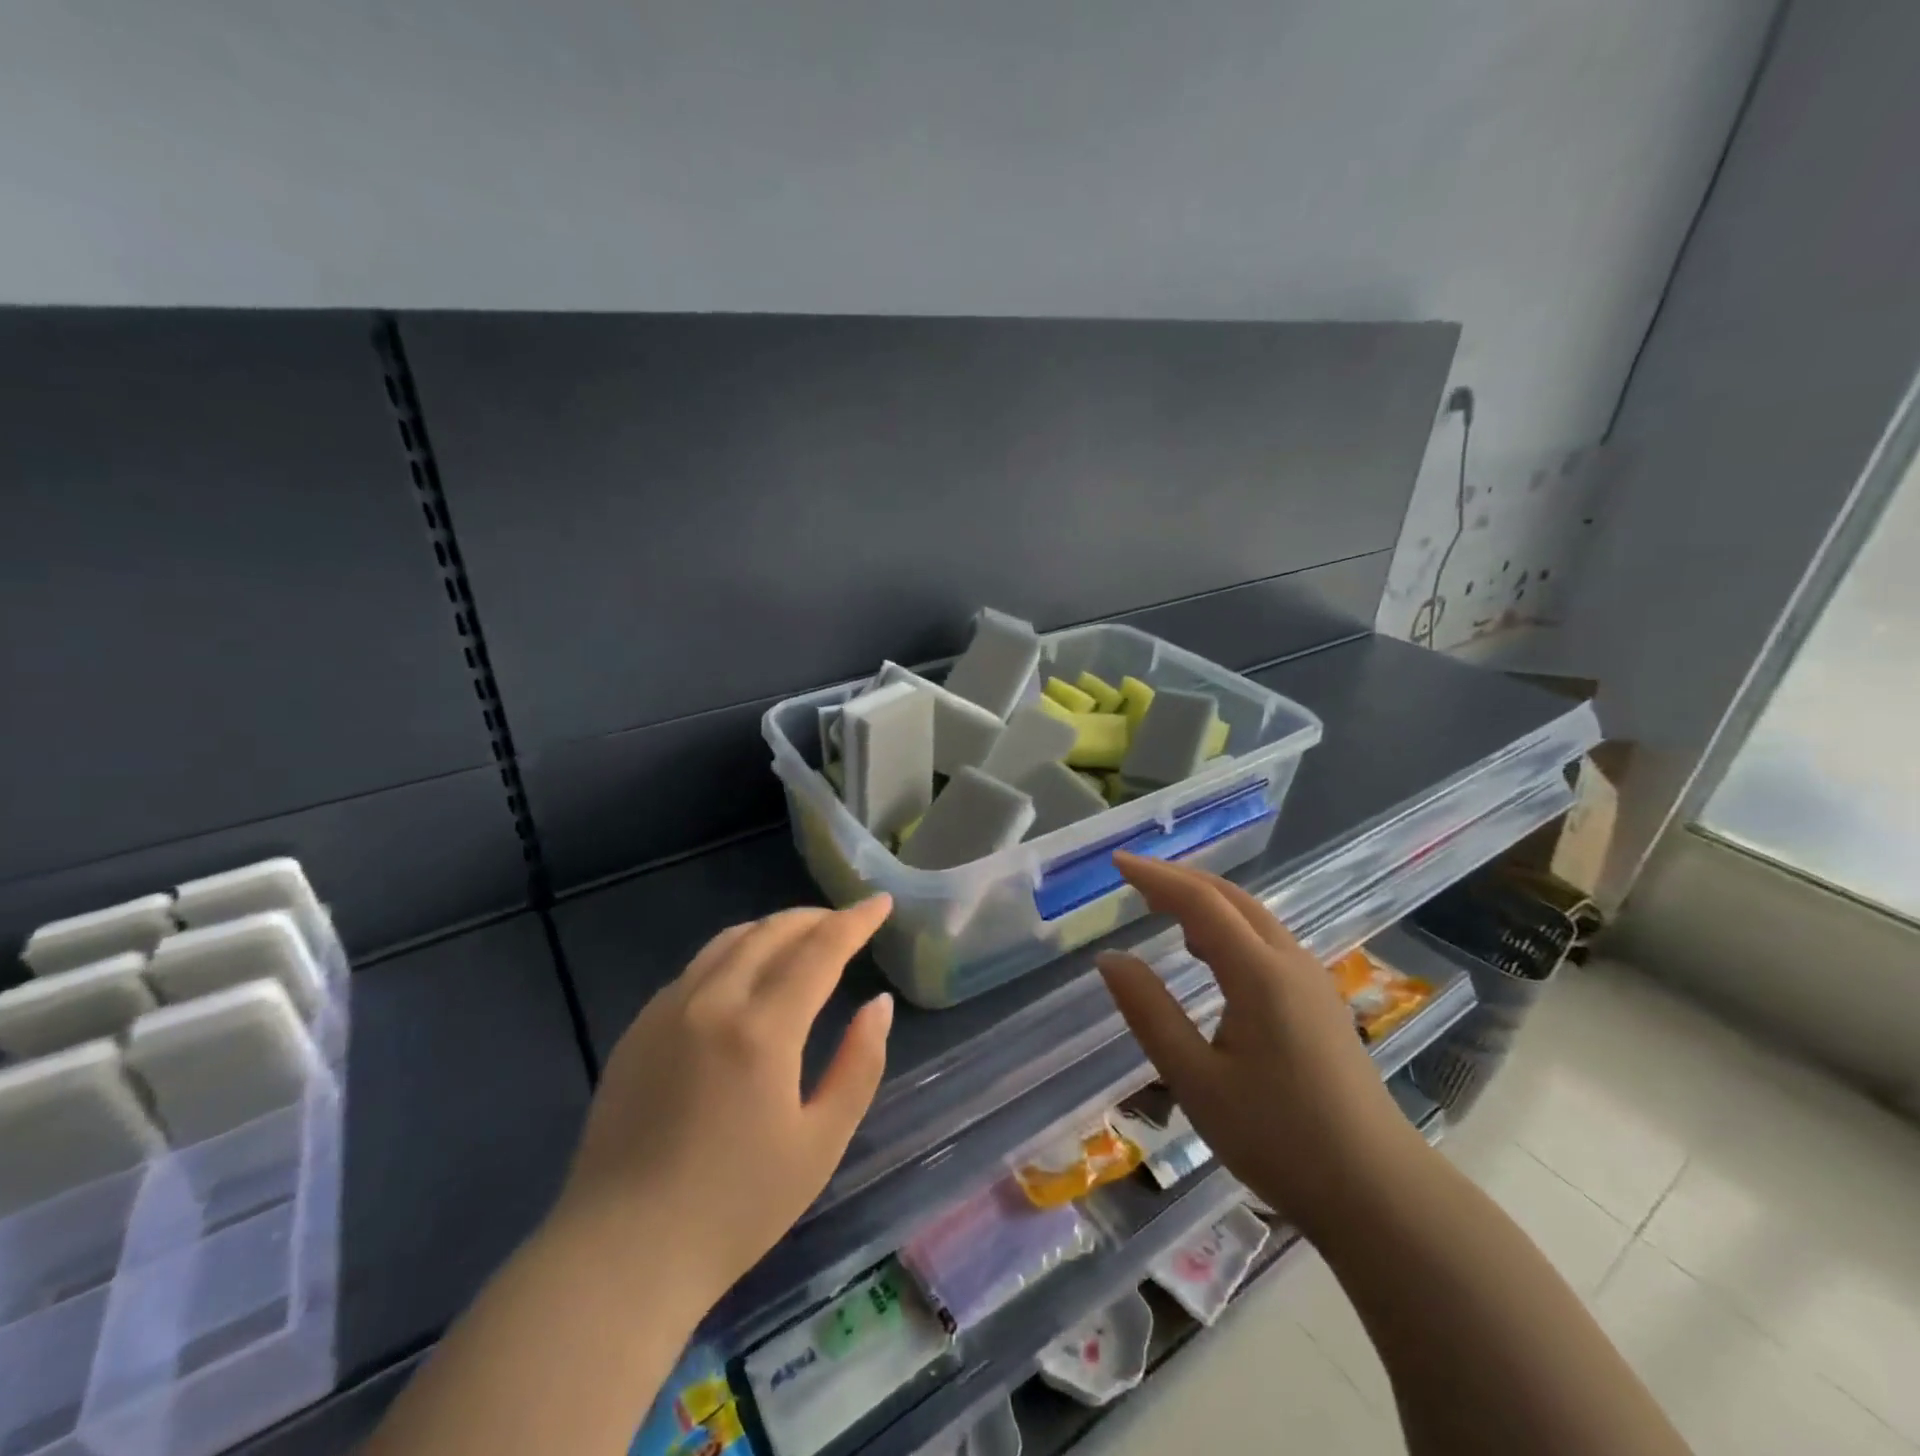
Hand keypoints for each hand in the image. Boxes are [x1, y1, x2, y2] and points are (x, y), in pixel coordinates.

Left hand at [554, 897, 895, 1307]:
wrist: (621, 1256)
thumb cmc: (735, 1208)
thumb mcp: (820, 1143)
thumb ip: (859, 1064)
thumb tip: (879, 1003)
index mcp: (761, 1030)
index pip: (820, 950)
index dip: (855, 921)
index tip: (881, 902)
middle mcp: (712, 1002)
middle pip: (772, 932)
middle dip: (816, 918)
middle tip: (847, 921)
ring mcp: (667, 1010)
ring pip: (730, 941)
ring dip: (774, 929)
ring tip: (803, 938)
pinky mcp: (638, 1028)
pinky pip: (697, 967)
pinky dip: (736, 953)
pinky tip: (747, 976)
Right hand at [1096, 854, 1426, 1237]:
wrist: (1379, 1193)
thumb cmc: (1279, 1138)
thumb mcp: (1196, 1080)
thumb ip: (1150, 1012)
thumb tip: (1109, 959)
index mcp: (1259, 974)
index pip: (1199, 902)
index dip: (1155, 877)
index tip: (1117, 863)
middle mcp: (1289, 962)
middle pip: (1230, 898)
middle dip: (1180, 880)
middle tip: (1134, 879)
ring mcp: (1312, 980)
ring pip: (1253, 917)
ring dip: (1206, 902)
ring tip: (1161, 908)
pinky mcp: (1320, 1001)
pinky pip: (1266, 940)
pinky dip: (1228, 927)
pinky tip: (1208, 954)